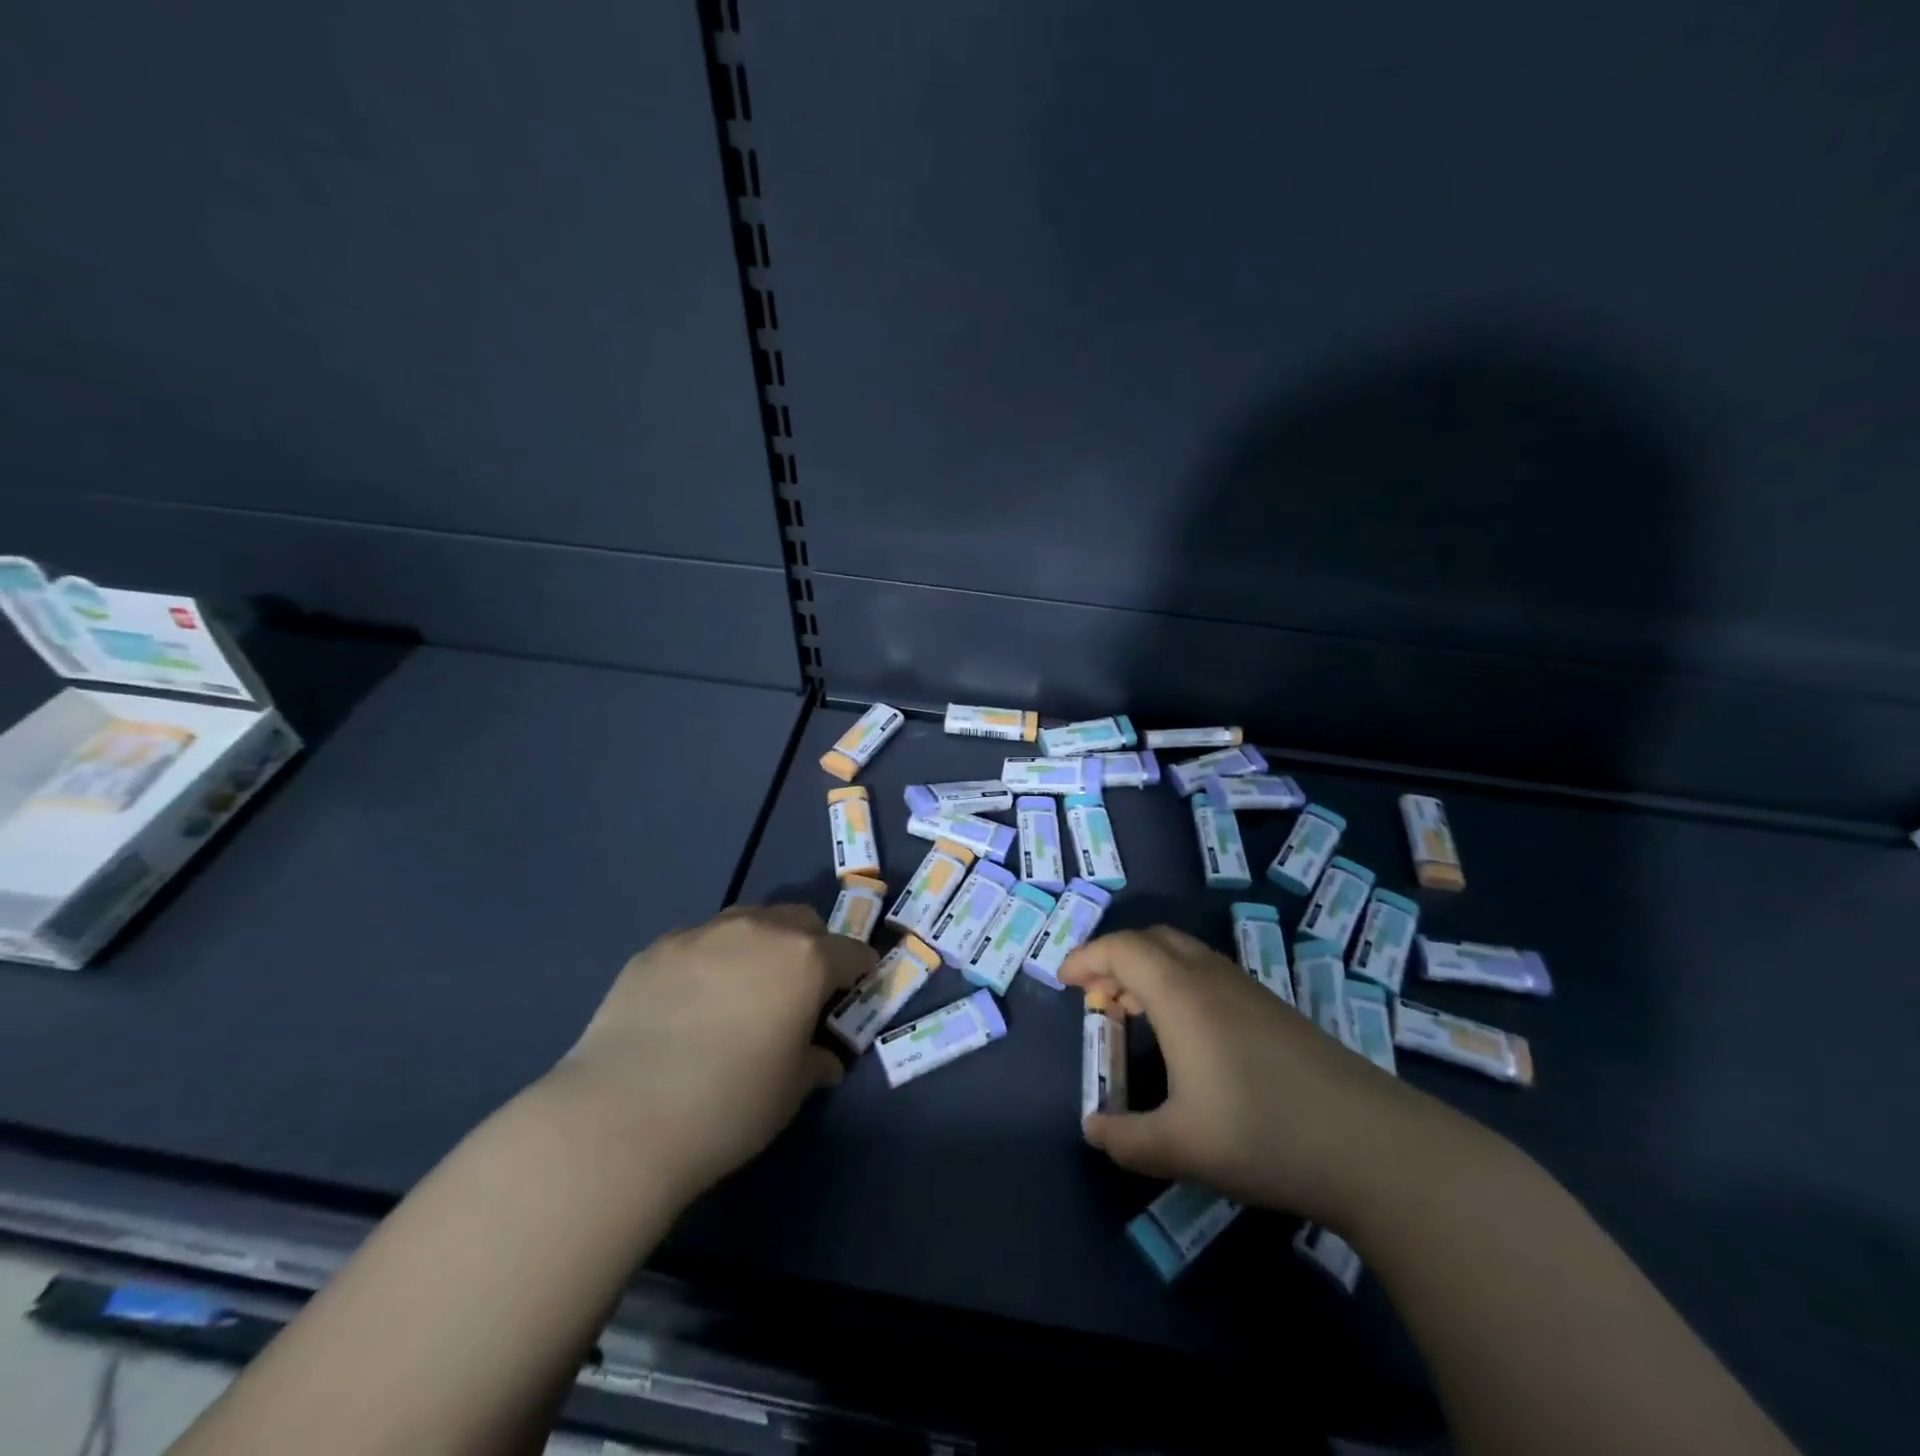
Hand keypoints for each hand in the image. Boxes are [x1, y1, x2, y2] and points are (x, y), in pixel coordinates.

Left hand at [545, 905, 874, 1203]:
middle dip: (812, 947)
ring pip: (749, 920)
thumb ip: (815, 1062)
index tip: (854, 993)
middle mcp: (759, 931)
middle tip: (800, 990)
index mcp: (805, 960)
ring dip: (761, 944)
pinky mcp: (657, 948)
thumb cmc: (728, 1106)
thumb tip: (823, 1059)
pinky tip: (689, 1002)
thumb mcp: (790, 1092)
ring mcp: (703, 933)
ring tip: (743, 989)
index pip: (851, 952)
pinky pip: (700, 941)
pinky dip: (711, 960)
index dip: (859, 972)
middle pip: (802, 921)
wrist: (619, 1118)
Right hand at [1061, 926, 1446, 1224]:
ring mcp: (1248, 990)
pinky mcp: (1274, 1009)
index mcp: (1181, 994)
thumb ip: (1126, 1139)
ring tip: (1133, 1013)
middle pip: (1153, 940)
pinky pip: (1209, 973)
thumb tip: (1094, 1131)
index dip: (1087, 957)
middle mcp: (1212, 978)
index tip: (1064, 982)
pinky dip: (1178, 983)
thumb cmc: (1265, 1135)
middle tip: (1096, 997)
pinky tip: (1186, 1033)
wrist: (1374, 1146)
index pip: (1122, 948)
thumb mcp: (1182, 1147)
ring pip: (1184, 954)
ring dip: (1149, 970)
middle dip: (1115, 958)